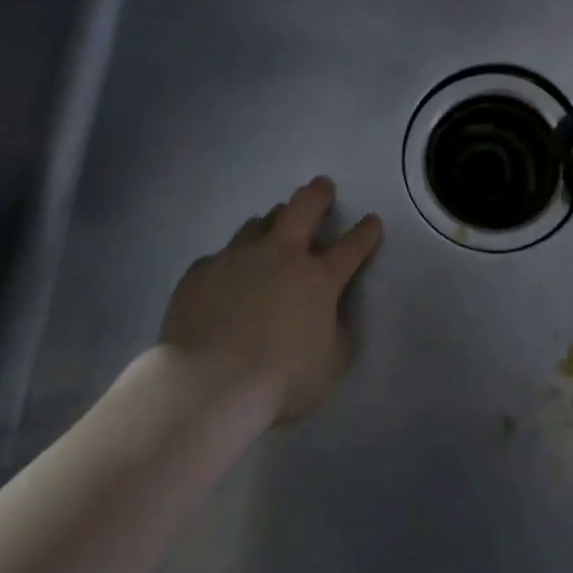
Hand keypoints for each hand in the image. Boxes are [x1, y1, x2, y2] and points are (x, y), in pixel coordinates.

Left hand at [158, 177, 382, 423]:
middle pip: (304, 208)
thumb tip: (333, 314)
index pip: (352, 246)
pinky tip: (227, 275)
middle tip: (322, 186)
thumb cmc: (280, 380)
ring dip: (271, 222)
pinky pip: (221, 256)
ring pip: (258, 223)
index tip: (372, 221)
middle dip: (318, 194)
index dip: (366, 232)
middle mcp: (281, 256)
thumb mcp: (331, 363)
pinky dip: (232, 261)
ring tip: (272, 229)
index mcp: (319, 278)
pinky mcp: (201, 271)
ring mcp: (237, 258)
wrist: (207, 385)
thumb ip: (337, 331)